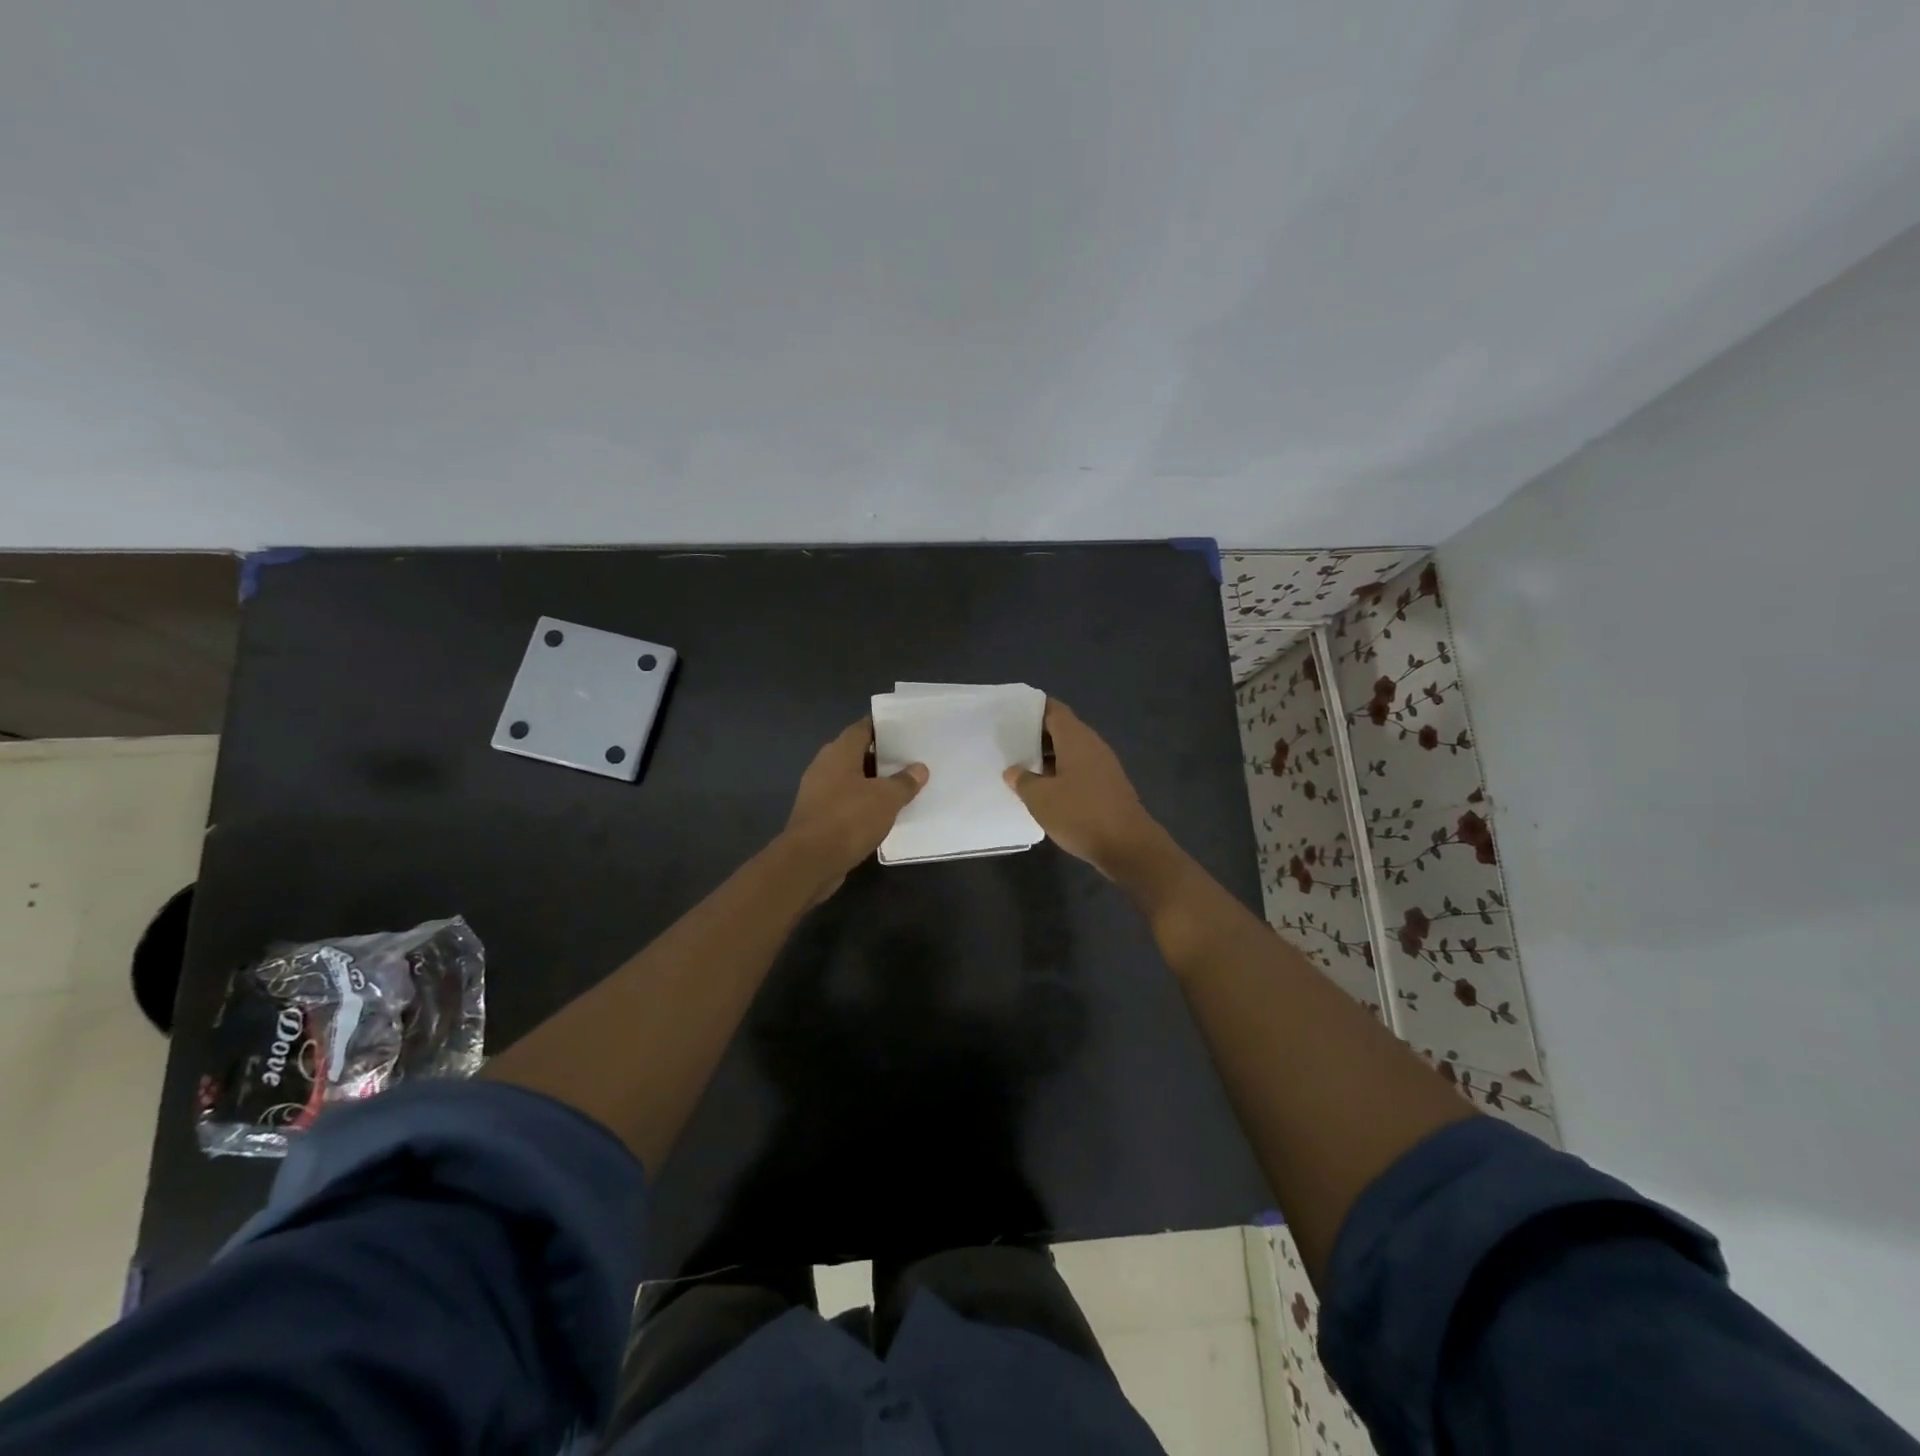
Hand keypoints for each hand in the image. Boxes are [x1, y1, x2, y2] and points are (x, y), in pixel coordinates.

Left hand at [784, 718, 927, 893]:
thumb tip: (919, 769)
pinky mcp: (817, 816)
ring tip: (902, 786)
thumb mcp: (886, 799)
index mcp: (839, 752)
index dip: (884, 727)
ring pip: (851, 779)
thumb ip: (904, 782)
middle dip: (882, 757)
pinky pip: (845, 801)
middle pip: (857, 753)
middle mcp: (825, 765)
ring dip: (873, 783)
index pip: (863, 728)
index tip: (907, 731)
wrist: (810, 861)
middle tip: (910, 760)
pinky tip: (882, 813)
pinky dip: (862, 804)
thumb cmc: (849, 819)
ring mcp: (818, 791)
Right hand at [1004, 699, 1161, 875]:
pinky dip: (1060, 775)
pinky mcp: (1107, 787)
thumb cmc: (1080, 814)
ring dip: (1047, 758)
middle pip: (1061, 730)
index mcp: (1076, 739)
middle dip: (1035, 736)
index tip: (1010, 714)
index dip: (1032, 709)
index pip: (1053, 710)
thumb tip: (1014, 771)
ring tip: (1020, 767)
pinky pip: (1078, 771)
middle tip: (1008, 743)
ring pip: (1070, 753)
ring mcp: (1103, 767)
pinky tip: (1044, 790)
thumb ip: (1023, 780)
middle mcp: (1092, 746)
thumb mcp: (1041, 798)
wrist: (1128, 846)